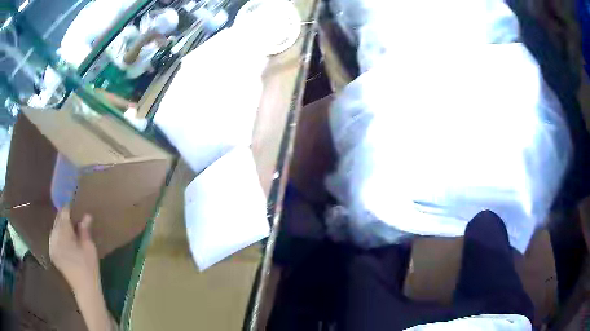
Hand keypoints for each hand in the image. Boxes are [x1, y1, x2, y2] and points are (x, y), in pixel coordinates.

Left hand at [49, 208, 99, 289]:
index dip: (68, 208)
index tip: (73, 201)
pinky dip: (59, 233)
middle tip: (74, 214)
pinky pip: (54, 237)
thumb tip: (86, 215)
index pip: (63, 215)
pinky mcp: (52, 253)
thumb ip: (85, 230)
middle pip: (57, 221)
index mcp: (63, 237)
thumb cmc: (89, 268)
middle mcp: (54, 239)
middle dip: (65, 217)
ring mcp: (51, 246)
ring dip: (61, 225)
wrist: (85, 289)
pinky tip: (66, 237)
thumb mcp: (89, 248)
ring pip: (55, 228)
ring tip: (70, 225)